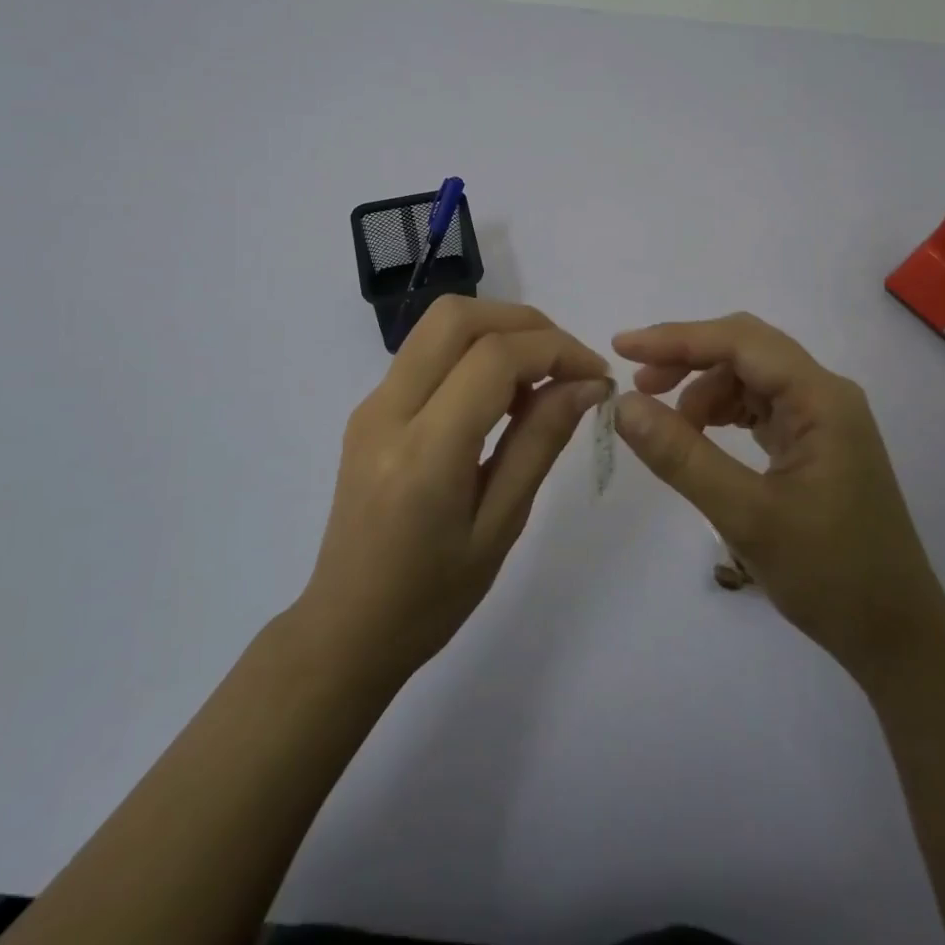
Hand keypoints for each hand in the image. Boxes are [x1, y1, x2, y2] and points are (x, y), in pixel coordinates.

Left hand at [298, 297, 609, 685]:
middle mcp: (387, 411)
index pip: (494, 358)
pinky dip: (473, 352)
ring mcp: (371, 404)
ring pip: (439, 325)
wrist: (346, 627)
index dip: (556, 351)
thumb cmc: (431, 598)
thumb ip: (540, 443)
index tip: (598, 377)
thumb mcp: (500, 526)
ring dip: (499, 332)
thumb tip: (587, 384)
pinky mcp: (370, 408)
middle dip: (525, 324)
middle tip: (568, 365)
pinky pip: (427, 353)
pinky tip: (500, 398)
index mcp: (423, 452)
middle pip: (458, 317)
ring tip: (539, 383)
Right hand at [612, 313, 943, 668]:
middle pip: (746, 350)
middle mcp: (825, 395)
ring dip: (703, 389)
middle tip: (638, 386)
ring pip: (750, 377)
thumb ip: (682, 456)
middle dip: (688, 358)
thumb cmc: (830, 575)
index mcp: (821, 399)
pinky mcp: (815, 443)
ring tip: (666, 425)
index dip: (678, 338)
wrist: (896, 637)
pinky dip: (722, 412)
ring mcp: (823, 419)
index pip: (741, 341)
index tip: (622, 350)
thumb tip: (623, 405)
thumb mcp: (746, 516)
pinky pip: (760, 406)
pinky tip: (699, 437)